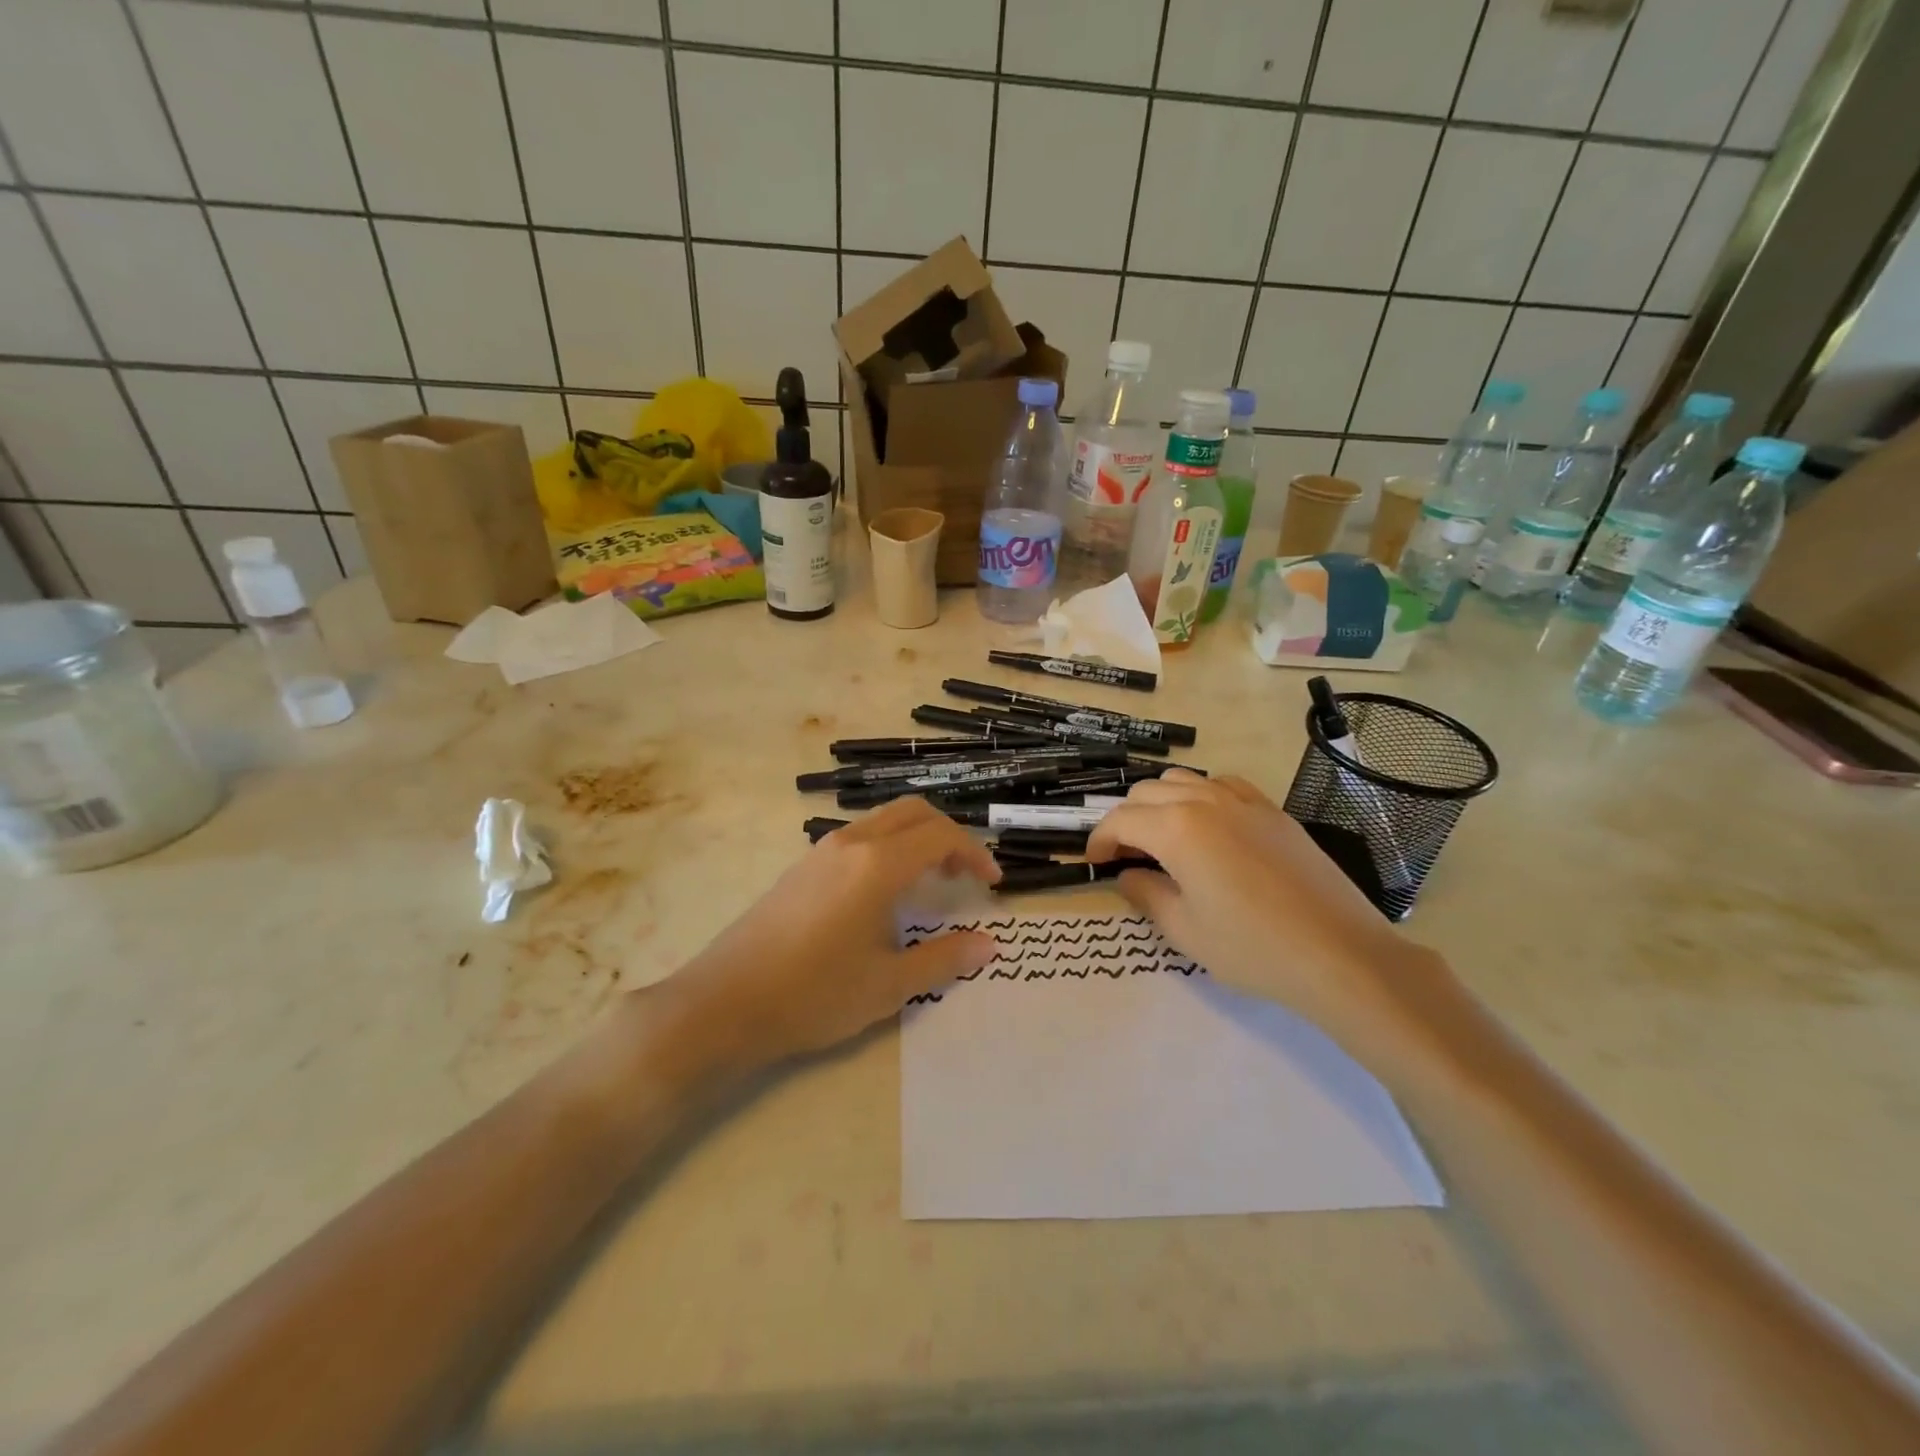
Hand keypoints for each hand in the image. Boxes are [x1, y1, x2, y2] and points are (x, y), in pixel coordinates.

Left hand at [660, 798, 1000, 1070]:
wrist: (724, 1003)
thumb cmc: (813, 995)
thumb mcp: (888, 985)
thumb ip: (943, 959)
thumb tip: (988, 945)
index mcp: (877, 865)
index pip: (940, 835)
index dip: (974, 853)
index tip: (991, 883)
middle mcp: (850, 844)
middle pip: (912, 812)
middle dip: (948, 835)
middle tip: (964, 875)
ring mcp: (821, 851)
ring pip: (883, 821)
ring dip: (916, 839)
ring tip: (931, 882)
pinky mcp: (802, 867)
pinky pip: (858, 838)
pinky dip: (888, 848)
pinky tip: (885, 893)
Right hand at [1085, 770, 1433, 1052]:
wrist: (1339, 953)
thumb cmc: (1251, 947)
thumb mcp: (1184, 929)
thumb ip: (1145, 894)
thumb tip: (1128, 874)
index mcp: (1177, 828)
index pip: (1121, 820)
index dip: (1100, 839)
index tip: (1095, 862)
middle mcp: (1205, 801)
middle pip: (1147, 793)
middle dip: (1127, 819)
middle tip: (1127, 856)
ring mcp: (1243, 800)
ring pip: (1184, 780)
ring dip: (1161, 803)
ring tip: (1163, 839)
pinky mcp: (1272, 810)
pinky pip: (1223, 785)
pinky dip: (1201, 797)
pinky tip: (1209, 828)